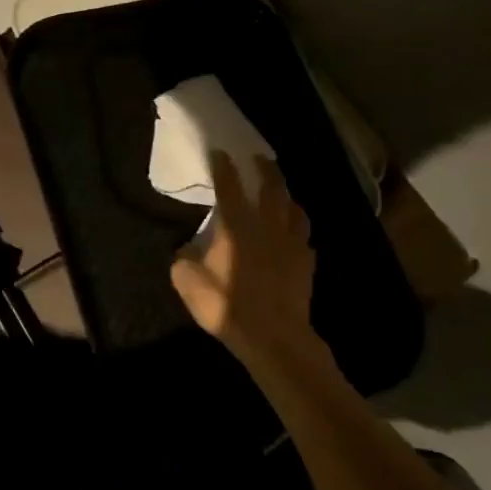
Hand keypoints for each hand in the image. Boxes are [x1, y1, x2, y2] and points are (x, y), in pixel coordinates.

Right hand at [170, 152, 315, 360]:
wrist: (273, 337)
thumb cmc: (227, 306)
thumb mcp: (189, 283)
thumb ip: (184, 259)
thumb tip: (185, 249)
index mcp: (237, 227)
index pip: (230, 187)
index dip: (224, 167)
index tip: (221, 152)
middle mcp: (268, 227)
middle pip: (272, 188)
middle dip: (265, 169)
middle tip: (259, 158)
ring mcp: (292, 244)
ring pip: (294, 209)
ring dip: (287, 195)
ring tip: (281, 191)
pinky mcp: (306, 263)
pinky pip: (304, 236)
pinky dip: (298, 227)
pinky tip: (293, 233)